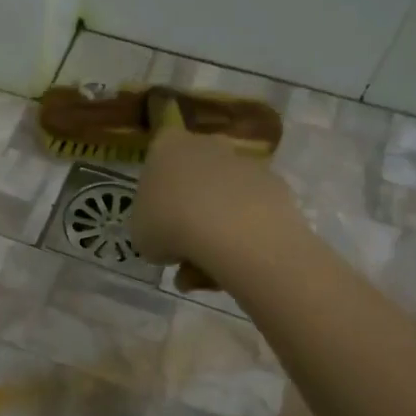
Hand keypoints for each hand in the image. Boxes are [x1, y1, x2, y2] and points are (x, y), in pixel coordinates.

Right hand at [130, 124, 293, 278]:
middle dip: (190, 210)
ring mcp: (245, 163)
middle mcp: (207, 144)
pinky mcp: (275, 186)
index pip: (158, 156)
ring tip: (207, 271)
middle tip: (182, 249)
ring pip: (224, 198)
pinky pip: (251, 212)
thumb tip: (166, 236)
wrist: (233, 232)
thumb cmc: (169, 224)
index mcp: (168, 146)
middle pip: (195, 176)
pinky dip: (243, 236)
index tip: (157, 218)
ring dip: (215, 230)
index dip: (157, 189)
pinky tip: (234, 263)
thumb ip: (150, 226)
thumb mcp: (140, 233)